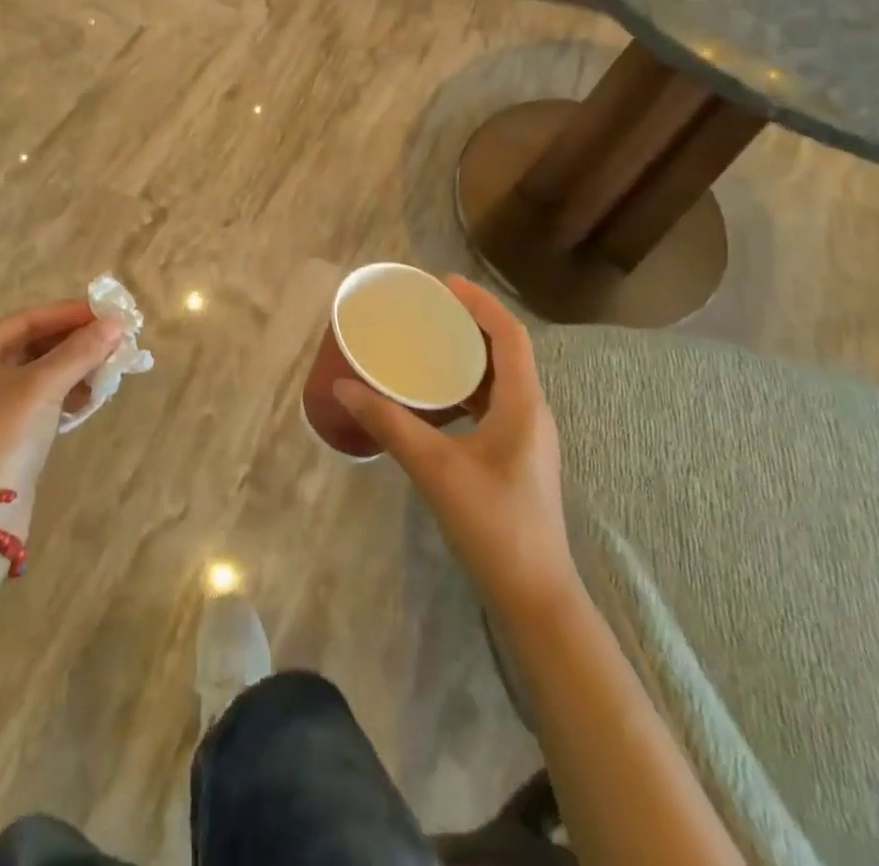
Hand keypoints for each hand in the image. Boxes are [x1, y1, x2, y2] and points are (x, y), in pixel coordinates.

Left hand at [0, 300, 123, 532]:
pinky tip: (93, 396)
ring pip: (39, 374)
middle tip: (115, 339)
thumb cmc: (1, 438)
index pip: (26, 320)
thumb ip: (79, 351)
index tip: (107, 313)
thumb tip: (116, 324)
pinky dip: (66, 394)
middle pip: (33, 345)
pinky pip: (40, 401)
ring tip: (111, 366)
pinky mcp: (4, 437)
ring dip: (75, 368)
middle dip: (75, 342)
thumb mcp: (41, 387)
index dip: (68, 313)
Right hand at [334, 277, 577, 616]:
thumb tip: (344, 387)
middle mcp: (531, 411)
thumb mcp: (434, 468)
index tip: (444, 283)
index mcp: (523, 404)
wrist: (535, 595)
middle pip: (506, 350)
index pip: (509, 335)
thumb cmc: (493, 524)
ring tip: (428, 341)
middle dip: (470, 322)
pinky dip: (466, 386)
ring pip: (499, 378)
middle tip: (428, 308)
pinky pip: (492, 403)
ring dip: (468, 354)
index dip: (480, 303)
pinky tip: (436, 395)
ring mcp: (526, 436)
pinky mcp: (515, 455)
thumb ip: (388, 423)